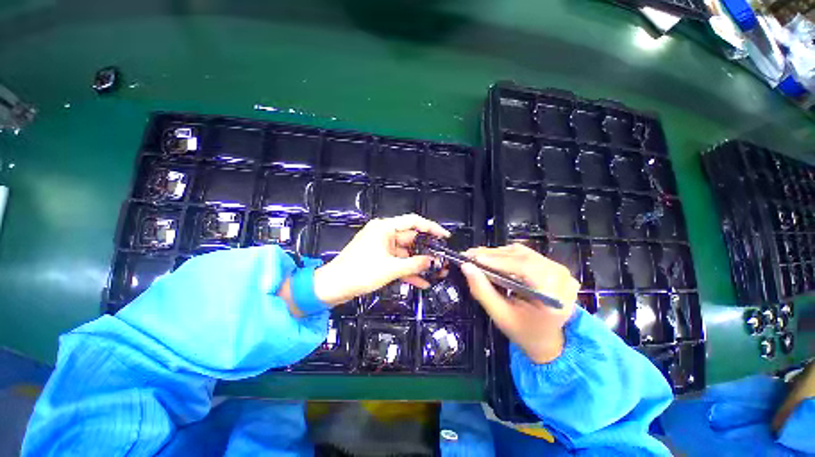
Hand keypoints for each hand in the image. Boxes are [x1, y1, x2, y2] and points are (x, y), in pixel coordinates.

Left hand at [313, 214, 449, 305]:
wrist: (333, 287)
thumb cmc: (360, 272)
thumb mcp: (390, 269)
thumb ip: (415, 264)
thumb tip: (434, 262)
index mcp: (385, 228)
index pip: (413, 221)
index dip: (431, 227)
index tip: (445, 236)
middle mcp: (384, 234)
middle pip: (411, 239)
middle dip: (427, 250)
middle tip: (443, 259)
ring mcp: (382, 247)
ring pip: (406, 253)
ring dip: (419, 263)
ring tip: (438, 272)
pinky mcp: (380, 258)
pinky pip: (398, 262)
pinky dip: (408, 271)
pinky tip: (423, 282)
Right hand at [460, 244, 578, 363]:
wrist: (546, 339)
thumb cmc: (524, 331)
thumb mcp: (500, 315)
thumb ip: (482, 291)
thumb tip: (466, 267)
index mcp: (555, 295)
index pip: (525, 268)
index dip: (497, 260)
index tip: (473, 257)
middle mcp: (561, 277)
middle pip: (522, 257)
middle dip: (493, 255)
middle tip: (470, 255)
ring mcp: (559, 270)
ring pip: (522, 253)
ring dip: (498, 254)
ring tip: (478, 257)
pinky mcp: (552, 266)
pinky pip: (526, 254)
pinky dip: (506, 255)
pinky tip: (491, 258)